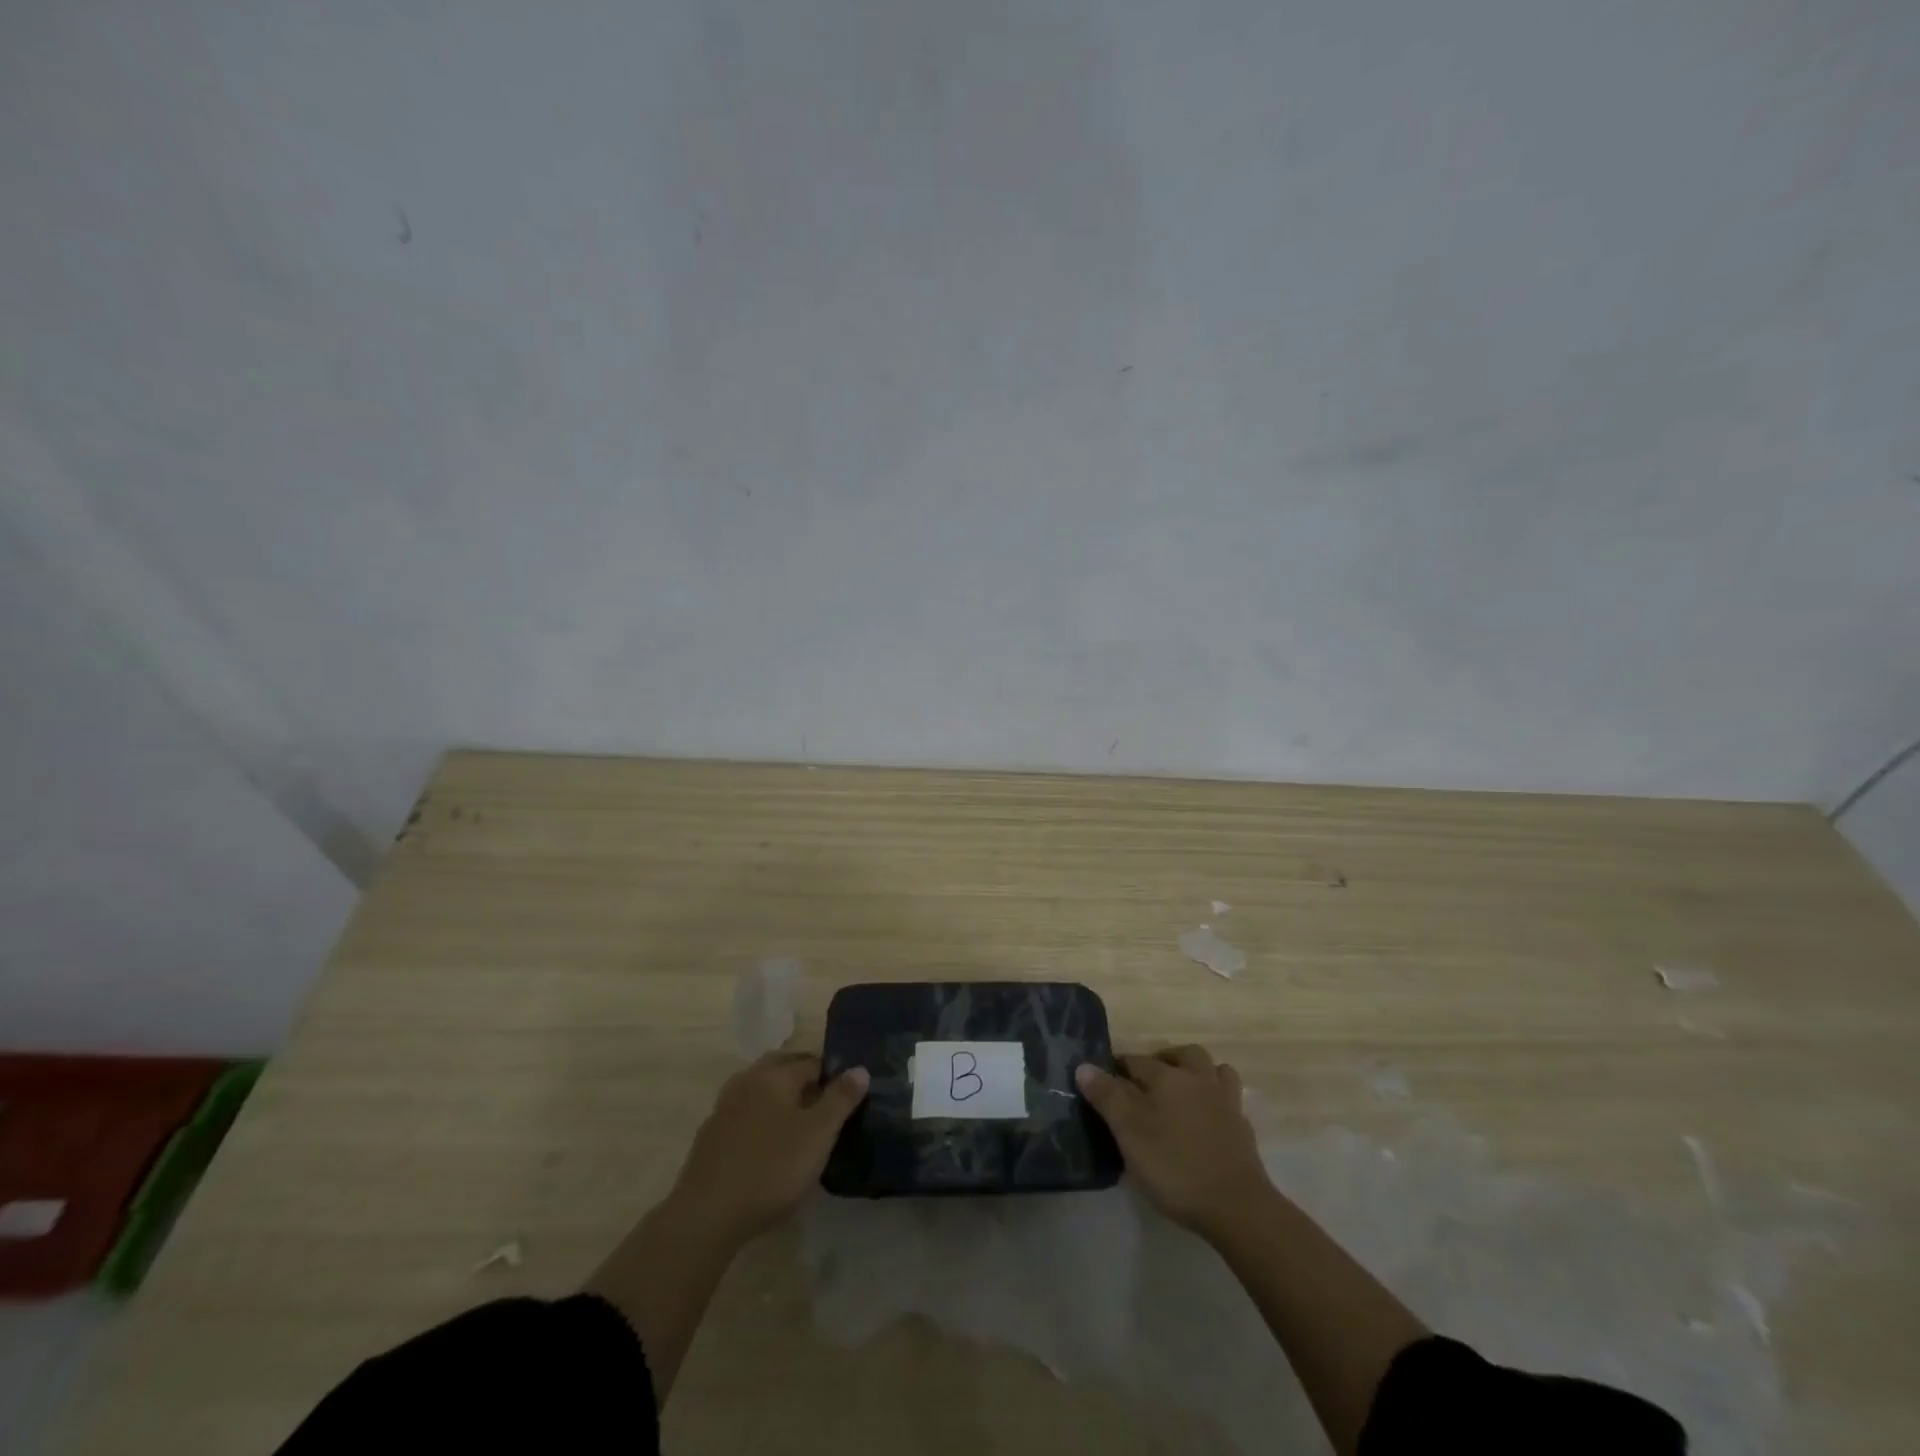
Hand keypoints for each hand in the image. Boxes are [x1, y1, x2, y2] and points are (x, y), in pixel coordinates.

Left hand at [666, 1052, 868, 1244]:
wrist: (706, 1215)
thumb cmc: (771, 1168)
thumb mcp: (818, 1134)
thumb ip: (841, 1099)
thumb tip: (860, 1068)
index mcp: (774, 1074)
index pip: (813, 1061)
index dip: (833, 1076)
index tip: (847, 1098)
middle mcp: (747, 1080)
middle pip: (783, 1070)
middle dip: (805, 1082)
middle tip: (826, 1109)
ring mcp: (724, 1107)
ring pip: (762, 1091)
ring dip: (781, 1100)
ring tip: (801, 1128)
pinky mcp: (711, 1135)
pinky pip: (745, 1115)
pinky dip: (761, 1120)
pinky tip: (769, 1147)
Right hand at [1076, 1045, 1271, 1238]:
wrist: (1236, 1206)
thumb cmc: (1175, 1166)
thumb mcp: (1129, 1133)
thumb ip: (1107, 1097)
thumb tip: (1083, 1065)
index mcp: (1168, 1078)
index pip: (1137, 1061)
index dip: (1119, 1067)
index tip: (1106, 1080)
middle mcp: (1199, 1080)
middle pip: (1184, 1055)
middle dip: (1165, 1059)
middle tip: (1147, 1080)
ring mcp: (1226, 1103)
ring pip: (1214, 1071)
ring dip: (1198, 1073)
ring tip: (1183, 1091)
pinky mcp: (1243, 1129)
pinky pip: (1229, 1100)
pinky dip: (1216, 1101)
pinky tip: (1208, 1118)